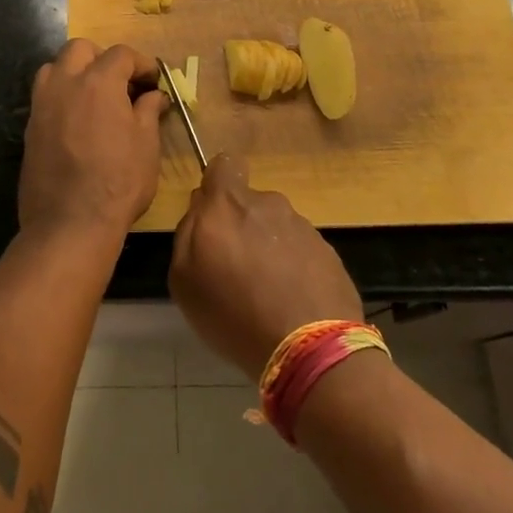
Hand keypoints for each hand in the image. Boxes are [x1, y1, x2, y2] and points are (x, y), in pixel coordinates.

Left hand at [19, 39, 165, 245]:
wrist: (69, 223)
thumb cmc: (118, 182)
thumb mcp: (146, 145)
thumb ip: (148, 112)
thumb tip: (153, 96)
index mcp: (98, 81)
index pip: (121, 54)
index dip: (141, 63)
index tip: (153, 80)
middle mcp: (65, 83)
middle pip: (80, 49)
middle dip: (102, 58)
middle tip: (121, 82)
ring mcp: (42, 104)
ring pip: (54, 67)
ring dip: (75, 72)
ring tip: (94, 97)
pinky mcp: (30, 127)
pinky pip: (45, 96)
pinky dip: (62, 96)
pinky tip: (77, 121)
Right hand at [168, 153, 363, 378]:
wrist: (310, 348)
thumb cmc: (233, 313)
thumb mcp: (184, 280)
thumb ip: (186, 233)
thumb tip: (200, 210)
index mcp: (228, 204)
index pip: (223, 165)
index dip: (217, 183)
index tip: (214, 215)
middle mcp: (267, 204)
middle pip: (249, 202)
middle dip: (242, 225)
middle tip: (237, 268)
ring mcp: (302, 226)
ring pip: (276, 227)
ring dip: (269, 248)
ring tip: (267, 292)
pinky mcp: (328, 251)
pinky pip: (301, 250)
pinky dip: (294, 268)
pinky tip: (291, 302)